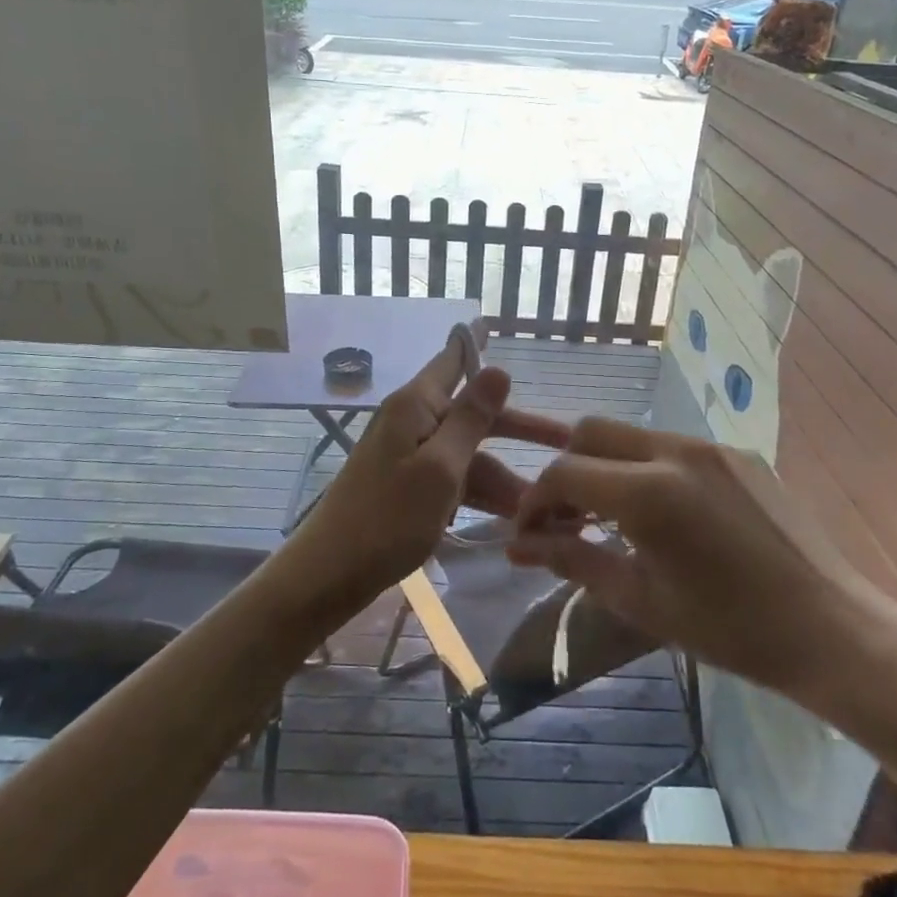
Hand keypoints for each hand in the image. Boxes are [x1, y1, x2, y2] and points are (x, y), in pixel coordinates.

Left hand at [284, 328, 564, 605]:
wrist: (330, 574)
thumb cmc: (387, 518)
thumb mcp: (440, 468)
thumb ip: (471, 419)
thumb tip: (498, 368)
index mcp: (416, 405)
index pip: (452, 360)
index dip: (474, 342)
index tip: (491, 321)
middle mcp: (413, 421)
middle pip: (475, 414)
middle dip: (519, 428)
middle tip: (566, 441)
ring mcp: (410, 456)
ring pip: (469, 454)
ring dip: (503, 477)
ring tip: (542, 508)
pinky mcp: (409, 487)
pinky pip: (455, 480)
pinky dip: (480, 495)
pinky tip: (511, 518)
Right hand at [507, 418, 896, 712]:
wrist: (831, 628)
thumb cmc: (730, 629)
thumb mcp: (641, 601)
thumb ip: (572, 562)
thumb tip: (517, 547)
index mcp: (649, 492)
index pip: (563, 472)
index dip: (534, 503)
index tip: (530, 536)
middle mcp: (676, 451)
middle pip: (590, 432)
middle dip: (565, 470)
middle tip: (565, 519)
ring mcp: (710, 446)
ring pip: (631, 435)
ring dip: (605, 466)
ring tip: (608, 518)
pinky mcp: (736, 453)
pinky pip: (671, 447)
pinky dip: (645, 469)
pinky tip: (660, 515)